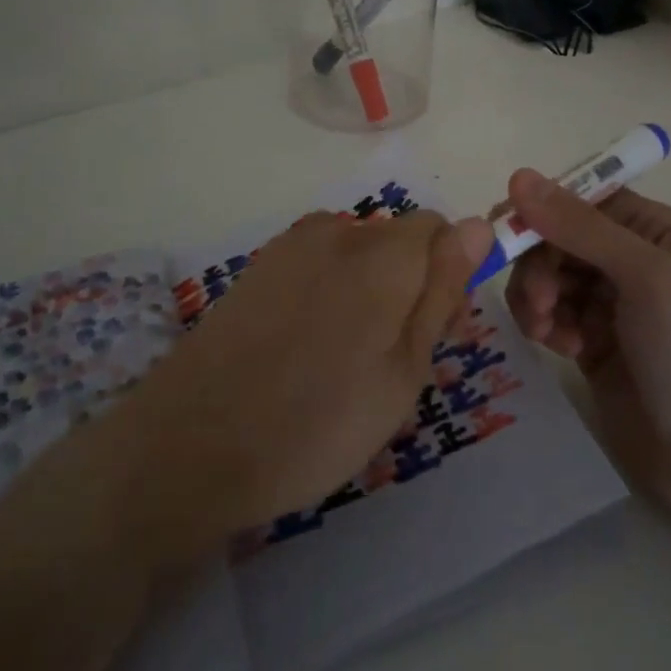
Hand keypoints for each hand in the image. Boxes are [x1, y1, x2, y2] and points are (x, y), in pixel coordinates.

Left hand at [124, 209, 493, 545]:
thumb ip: (442, 291)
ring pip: (358, 253)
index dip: (449, 276)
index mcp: (384, 253)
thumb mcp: (403, 372)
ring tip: (344, 359)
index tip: (437, 332)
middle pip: (398, 240)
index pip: (441, 230)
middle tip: (392, 359)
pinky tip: (304, 347)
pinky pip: (317, 263)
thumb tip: (478, 226)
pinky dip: (329, 291)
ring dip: (368, 288)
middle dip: (409, 284)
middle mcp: (339, 230)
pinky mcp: (260, 264)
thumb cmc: (318, 422)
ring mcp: (293, 244)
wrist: (192, 443)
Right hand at [501, 170, 670, 519]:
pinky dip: (544, 323)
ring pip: (548, 274)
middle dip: (540, 261)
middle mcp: (632, 259)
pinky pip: (550, 313)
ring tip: (544, 328)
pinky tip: (558, 347)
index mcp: (656, 231)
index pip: (586, 198)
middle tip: (539, 299)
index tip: (509, 227)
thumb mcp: (647, 277)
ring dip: (536, 294)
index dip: (545, 207)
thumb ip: (581, 226)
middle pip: (560, 236)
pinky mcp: (591, 343)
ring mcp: (610, 304)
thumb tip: (519, 176)